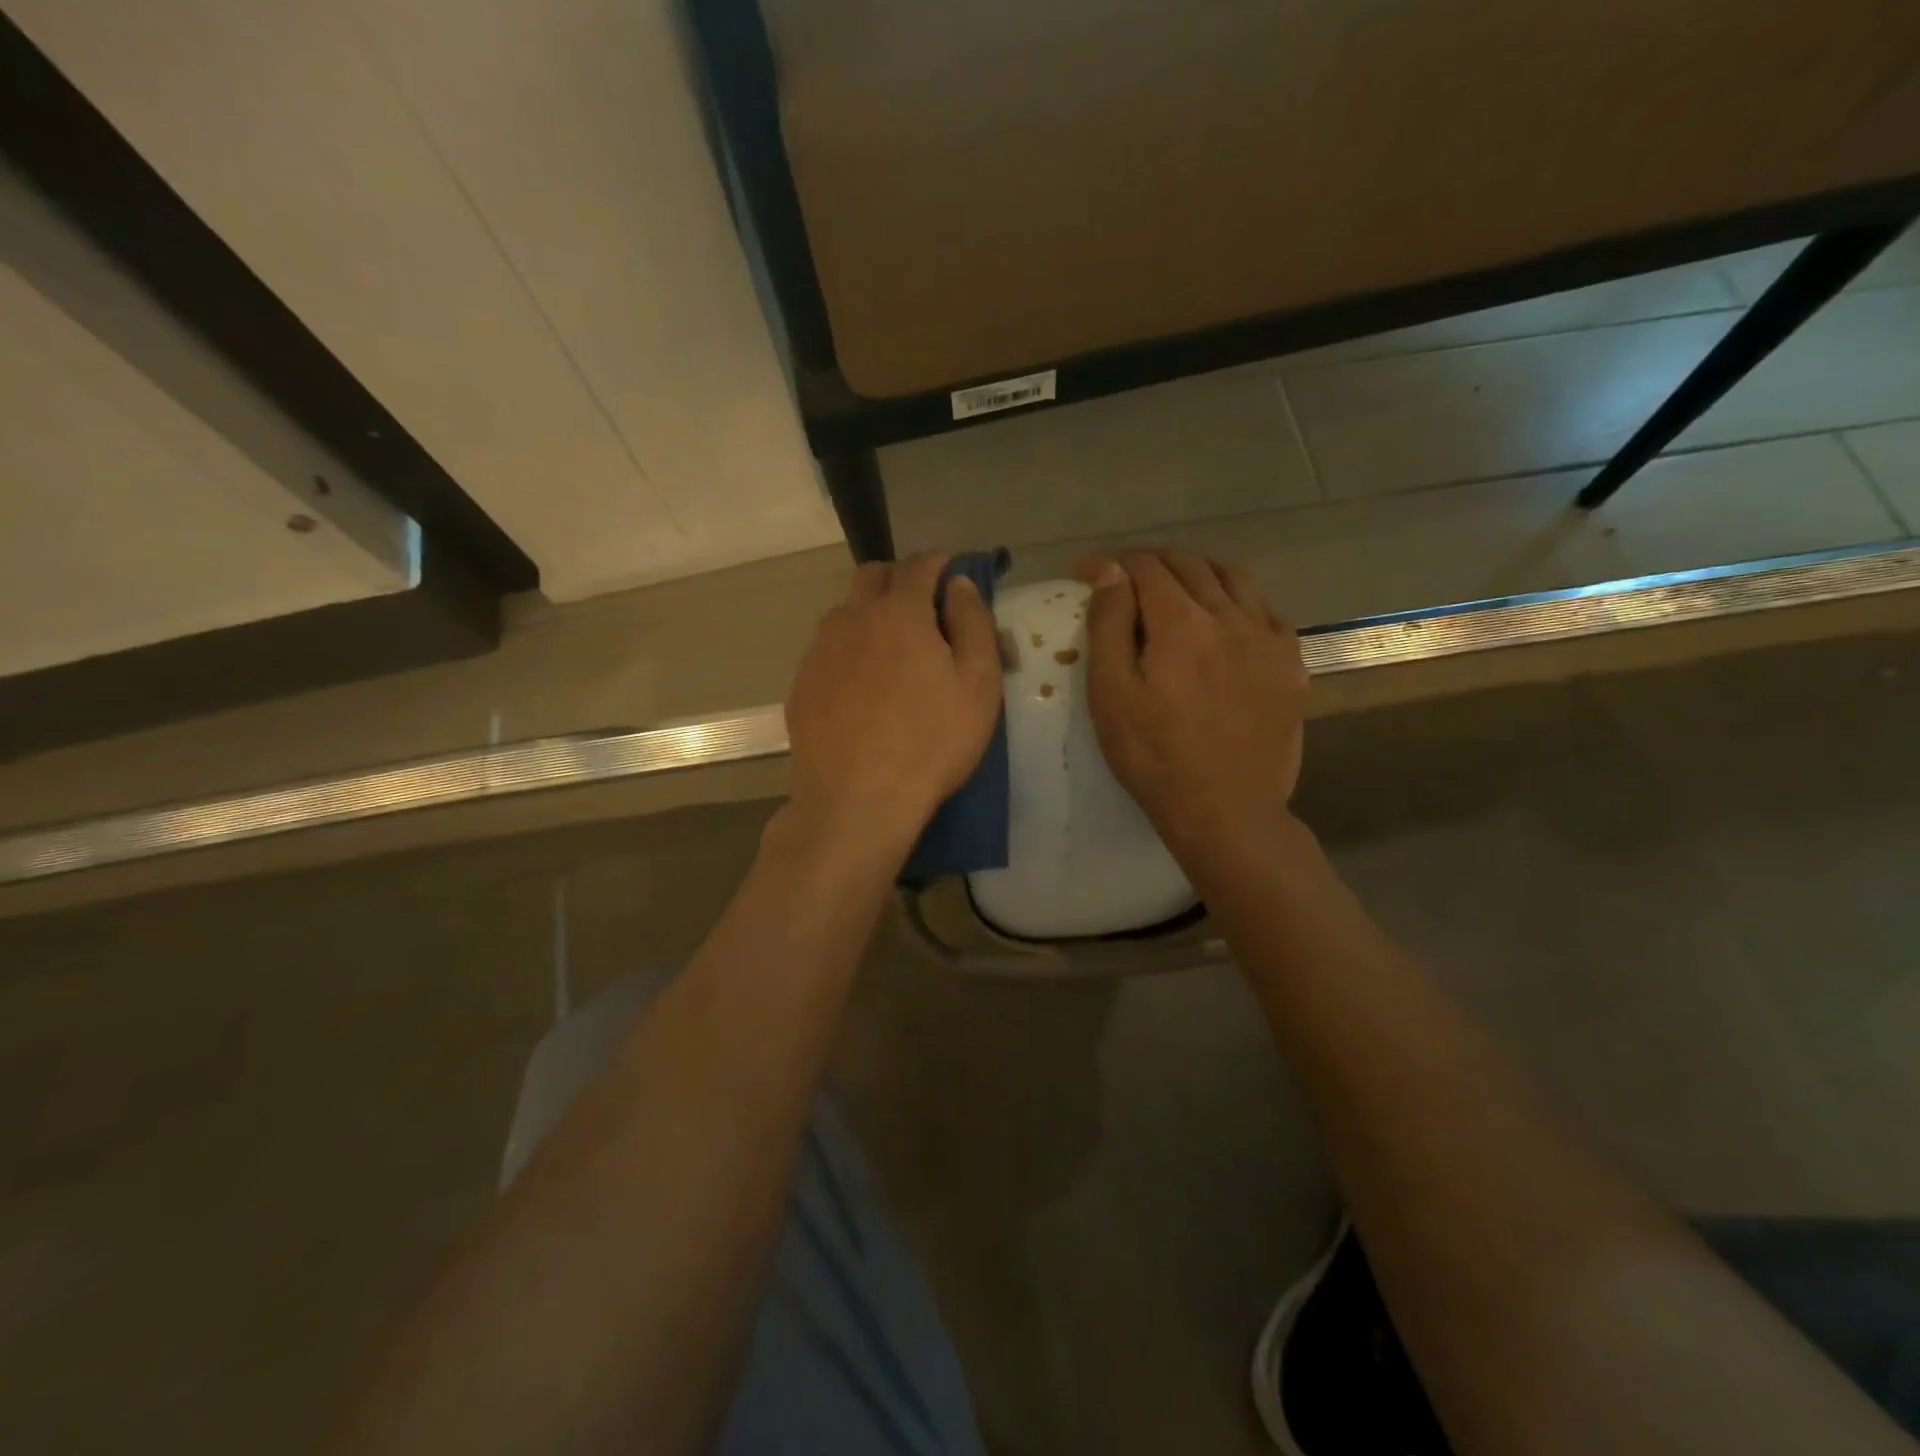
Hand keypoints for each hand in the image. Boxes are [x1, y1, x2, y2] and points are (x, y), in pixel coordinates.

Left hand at [783, 552, 1002, 849]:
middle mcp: (851, 619)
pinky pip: (828, 650)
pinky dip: (849, 650)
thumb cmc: (931, 743)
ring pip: (846, 612)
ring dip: (871, 615)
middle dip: (900, 578)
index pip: (919, 565)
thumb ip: (973, 623)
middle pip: (872, 575)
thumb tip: (960, 585)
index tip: (953, 573)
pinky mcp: (801, 684)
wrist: (856, 801)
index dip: (940, 562)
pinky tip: (862, 688)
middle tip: (924, 608)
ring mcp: (819, 651)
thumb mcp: (978, 685)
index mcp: (899, 613)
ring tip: (892, 653)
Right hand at [1078, 550, 1307, 856]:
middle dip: (1151, 563)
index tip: (1085, 574)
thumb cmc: (1154, 757)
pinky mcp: (1291, 664)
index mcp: (1181, 622)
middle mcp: (1230, 616)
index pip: (1145, 568)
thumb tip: (1108, 570)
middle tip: (1124, 580)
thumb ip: (1109, 625)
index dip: (1111, 564)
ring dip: (1198, 572)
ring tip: (1176, 588)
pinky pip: (1266, 610)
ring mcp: (1268, 639)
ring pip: (1234, 578)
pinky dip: (1239, 600)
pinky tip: (1227, 621)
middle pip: (1190, 565)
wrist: (1226, 810)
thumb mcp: (1111, 695)